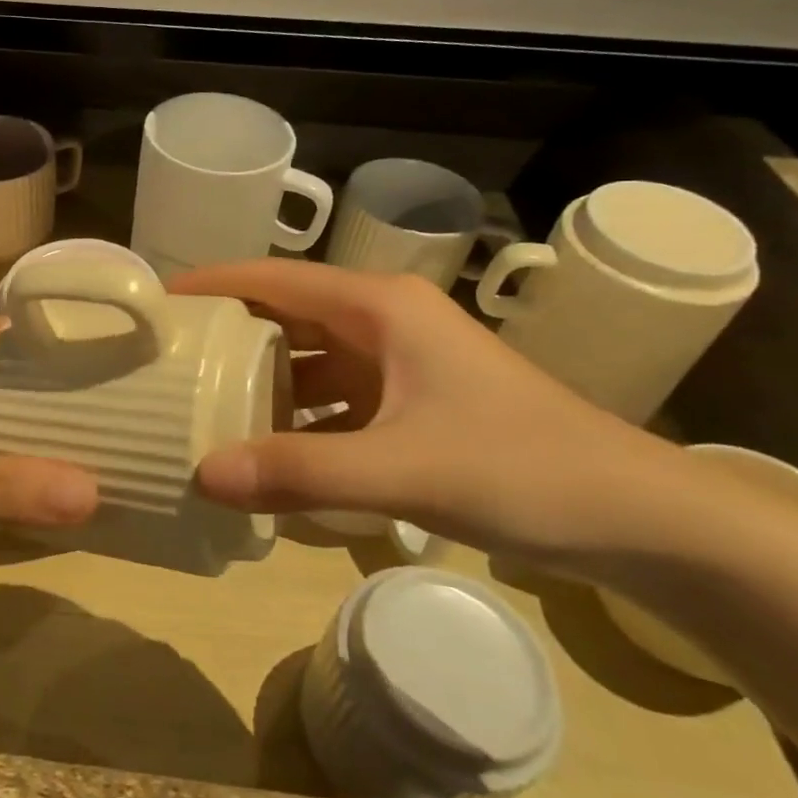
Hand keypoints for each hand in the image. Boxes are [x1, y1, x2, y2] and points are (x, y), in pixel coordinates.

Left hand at [0, 320, 98, 554]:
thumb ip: (3, 487)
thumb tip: (95, 495)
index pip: (25, 340)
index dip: (74, 357)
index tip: (127, 384)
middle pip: (6, 384)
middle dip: (52, 414)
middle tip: (113, 445)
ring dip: (14, 447)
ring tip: (73, 477)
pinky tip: (0, 504)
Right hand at [169, 260, 694, 568]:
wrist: (641, 519)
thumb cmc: (523, 469)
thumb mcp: (402, 469)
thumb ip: (299, 472)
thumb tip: (202, 475)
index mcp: (380, 307)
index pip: (275, 278)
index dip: (214, 284)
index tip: (156, 303)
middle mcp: (385, 322)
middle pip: (286, 315)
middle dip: (228, 334)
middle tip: (166, 360)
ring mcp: (401, 363)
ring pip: (309, 359)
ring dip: (261, 380)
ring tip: (199, 403)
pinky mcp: (413, 403)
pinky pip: (334, 399)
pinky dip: (298, 418)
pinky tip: (266, 450)